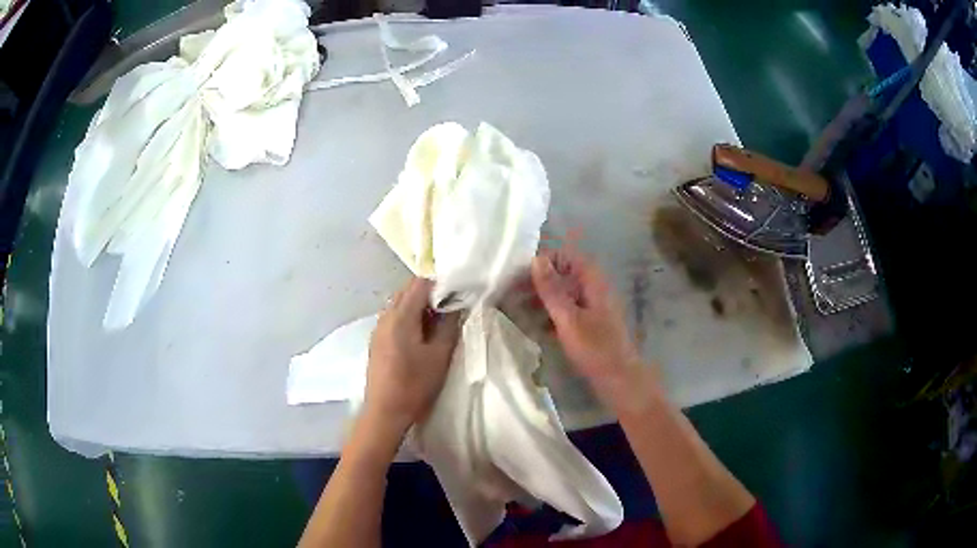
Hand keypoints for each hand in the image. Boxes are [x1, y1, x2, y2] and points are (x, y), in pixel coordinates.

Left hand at [364, 278, 461, 436]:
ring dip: (419, 306)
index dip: (440, 283)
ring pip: (399, 304)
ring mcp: (378, 328)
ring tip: (438, 321)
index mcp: (400, 316)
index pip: (420, 283)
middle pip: (407, 291)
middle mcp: (385, 316)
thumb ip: (449, 325)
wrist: (384, 411)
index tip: (458, 291)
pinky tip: (420, 334)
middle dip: (430, 293)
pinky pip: (393, 318)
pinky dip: (409, 317)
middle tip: (451, 306)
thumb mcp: (439, 355)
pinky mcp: (376, 341)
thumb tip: (457, 304)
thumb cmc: (414, 384)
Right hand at [530, 249, 651, 408]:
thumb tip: (536, 259)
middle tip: (509, 293)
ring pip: (560, 294)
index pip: (564, 256)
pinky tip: (530, 325)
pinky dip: (548, 315)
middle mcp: (592, 288)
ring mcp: (590, 307)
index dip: (541, 262)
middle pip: (561, 275)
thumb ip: (552, 289)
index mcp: (592, 281)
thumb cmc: (596, 348)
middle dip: (536, 282)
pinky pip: (564, 311)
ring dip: (539, 299)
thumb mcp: (568, 318)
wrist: (619, 380)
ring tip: (514, 309)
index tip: (517, 274)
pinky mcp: (587, 324)